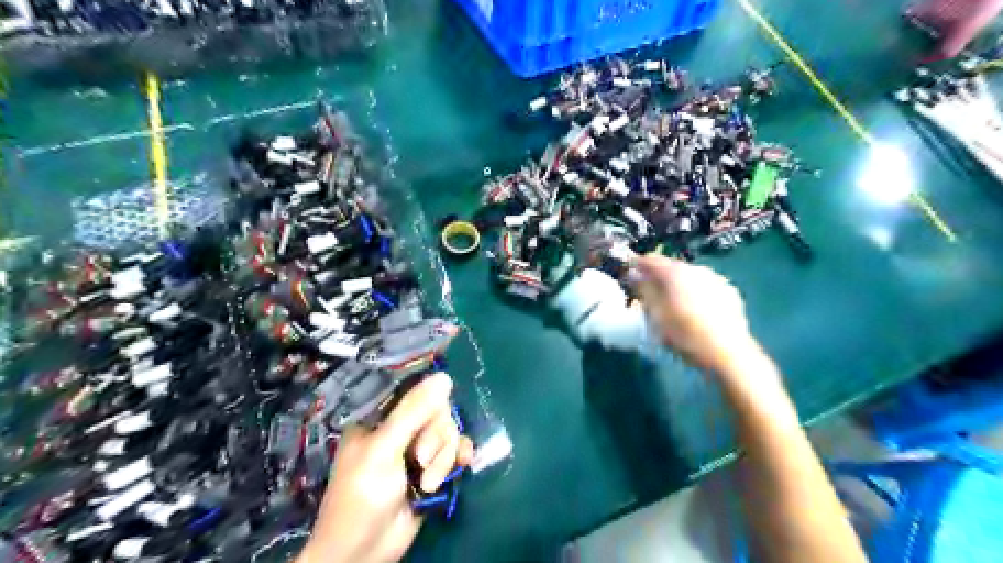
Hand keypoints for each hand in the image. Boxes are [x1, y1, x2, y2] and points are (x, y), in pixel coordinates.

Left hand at [296, 374, 475, 562]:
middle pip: (436, 411)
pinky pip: (457, 449)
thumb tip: (445, 377)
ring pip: (449, 431)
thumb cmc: (362, 494)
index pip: (413, 390)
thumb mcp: (384, 449)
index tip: (431, 414)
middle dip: (434, 437)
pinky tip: (462, 465)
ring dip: (443, 457)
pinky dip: (458, 458)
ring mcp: (419, 448)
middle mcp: (401, 428)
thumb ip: (413, 412)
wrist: (365, 550)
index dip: (428, 399)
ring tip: (427, 483)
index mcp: (379, 417)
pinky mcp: (434, 467)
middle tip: (419, 460)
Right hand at [637, 254, 756, 373]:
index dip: (636, 266)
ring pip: (689, 277)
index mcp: (675, 272)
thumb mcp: (655, 315)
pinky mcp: (730, 292)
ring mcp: (716, 279)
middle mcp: (696, 269)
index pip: (649, 259)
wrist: (728, 354)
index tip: (628, 278)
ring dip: (678, 286)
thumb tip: (633, 274)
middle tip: (649, 296)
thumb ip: (643, 290)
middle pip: (670, 267)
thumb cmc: (685, 335)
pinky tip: (695, 312)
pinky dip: (695, 294)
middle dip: (658, 278)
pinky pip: (705, 287)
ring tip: (673, 306)